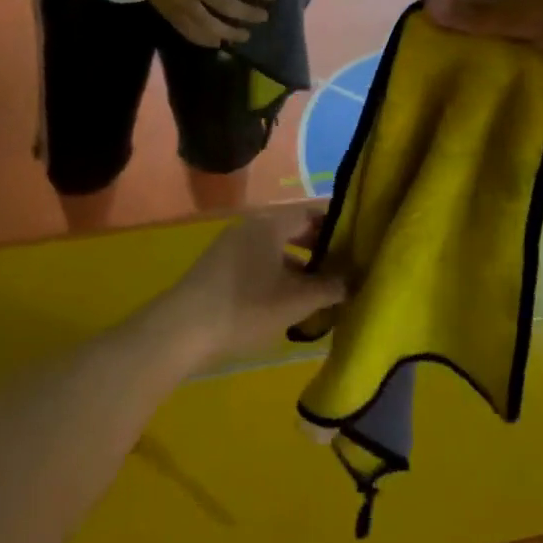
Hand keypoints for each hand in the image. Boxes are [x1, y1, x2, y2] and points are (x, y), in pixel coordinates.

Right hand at [118, 0, 273, 46]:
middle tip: (263, 17)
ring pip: (207, 25)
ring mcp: (178, 0)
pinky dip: (204, 39)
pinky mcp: (166, 11)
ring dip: (229, 33)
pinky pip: (187, 31)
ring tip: (244, 35)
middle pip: (226, 6)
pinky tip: (217, 42)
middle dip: (248, 14)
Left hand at [158, 209, 344, 367]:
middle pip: (295, 229)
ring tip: (323, 290)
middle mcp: (253, 225)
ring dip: (301, 265)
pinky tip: (290, 301)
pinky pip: (262, 260)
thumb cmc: (245, 307)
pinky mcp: (223, 265)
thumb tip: (355, 279)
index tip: (360, 244)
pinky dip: (280, 274)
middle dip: (321, 248)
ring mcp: (235, 244)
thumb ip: (329, 288)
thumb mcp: (294, 302)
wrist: (182, 329)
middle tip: (347, 269)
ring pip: (278, 247)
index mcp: (271, 223)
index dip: (338, 227)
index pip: (313, 213)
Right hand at [424, 0, 542, 90]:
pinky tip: (491, 89)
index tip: (422, 38)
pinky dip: (507, 68)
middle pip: (479, 6)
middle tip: (438, 66)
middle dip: (459, 32)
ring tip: (459, 82)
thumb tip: (429, 6)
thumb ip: (480, 14)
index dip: (441, 2)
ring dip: (483, 53)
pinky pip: (522, 55)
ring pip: (500, 34)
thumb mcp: (533, 12)